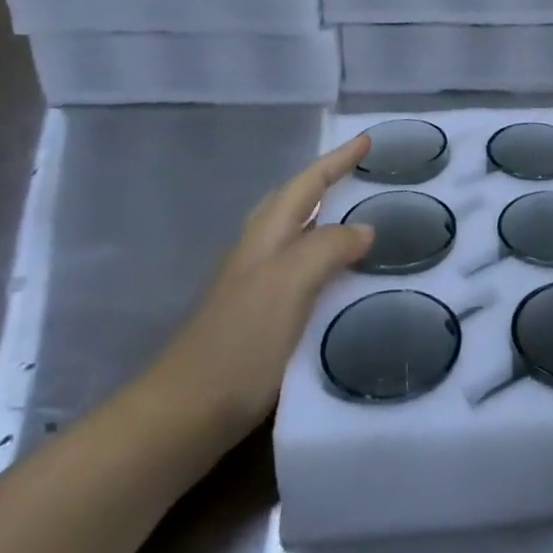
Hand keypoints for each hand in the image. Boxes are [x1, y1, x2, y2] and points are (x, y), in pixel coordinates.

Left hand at [126, 135, 374, 450]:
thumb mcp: (290, 283)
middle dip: (326, 181)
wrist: (186, 413)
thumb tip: (363, 228)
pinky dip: (323, 259)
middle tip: (362, 174)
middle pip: (294, 201)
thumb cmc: (241, 341)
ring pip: (295, 234)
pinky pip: (299, 270)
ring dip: (325, 218)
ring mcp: (254, 284)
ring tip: (359, 219)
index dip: (337, 160)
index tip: (366, 139)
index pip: (307, 182)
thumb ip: (328, 247)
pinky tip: (340, 279)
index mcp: (266, 234)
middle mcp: (258, 250)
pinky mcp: (258, 316)